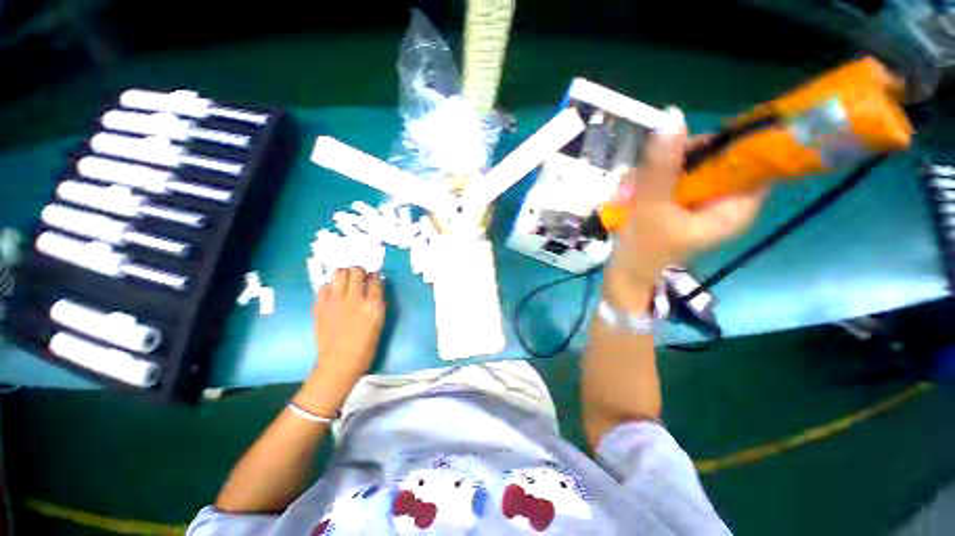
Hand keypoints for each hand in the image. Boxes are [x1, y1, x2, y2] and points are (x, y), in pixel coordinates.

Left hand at [298, 267, 384, 413]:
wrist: (339, 363)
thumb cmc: (365, 346)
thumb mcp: (379, 322)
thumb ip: (377, 303)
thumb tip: (374, 288)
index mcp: (373, 304)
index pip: (375, 279)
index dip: (375, 275)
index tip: (374, 277)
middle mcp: (355, 298)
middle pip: (356, 271)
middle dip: (359, 270)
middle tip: (360, 277)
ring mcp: (335, 301)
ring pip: (339, 274)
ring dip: (344, 274)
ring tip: (346, 281)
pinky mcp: (320, 307)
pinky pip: (324, 287)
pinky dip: (330, 287)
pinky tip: (333, 295)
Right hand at [605, 108, 765, 310]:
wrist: (624, 278)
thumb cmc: (643, 251)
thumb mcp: (651, 208)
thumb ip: (662, 167)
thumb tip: (672, 117)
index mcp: (734, 207)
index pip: (751, 161)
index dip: (726, 144)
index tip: (687, 144)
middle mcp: (722, 203)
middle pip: (712, 161)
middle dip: (674, 162)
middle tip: (644, 174)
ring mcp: (698, 204)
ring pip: (685, 169)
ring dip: (652, 174)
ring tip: (627, 193)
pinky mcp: (678, 206)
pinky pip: (669, 182)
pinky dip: (647, 184)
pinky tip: (627, 196)